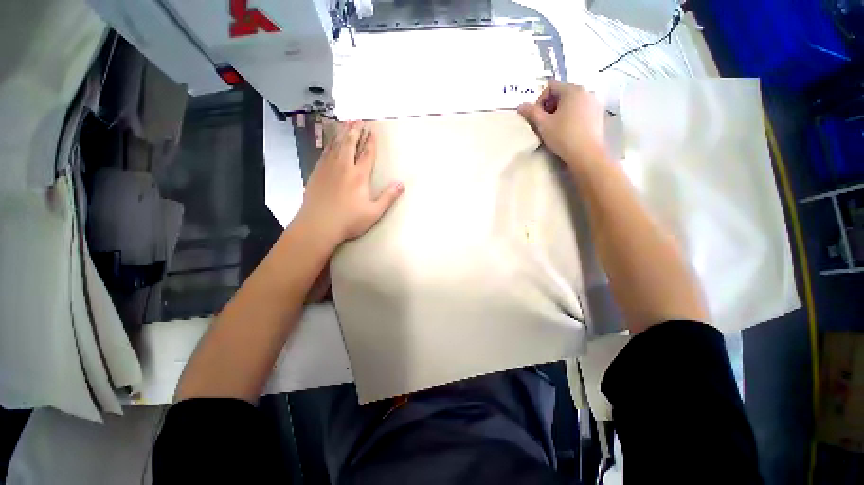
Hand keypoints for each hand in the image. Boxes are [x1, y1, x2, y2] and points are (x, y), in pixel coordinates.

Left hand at [297, 121, 403, 246]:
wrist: (318, 225)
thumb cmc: (349, 220)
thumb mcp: (374, 212)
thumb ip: (388, 197)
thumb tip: (401, 184)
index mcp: (359, 176)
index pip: (367, 155)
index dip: (371, 142)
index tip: (372, 131)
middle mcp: (343, 167)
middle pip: (350, 145)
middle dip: (355, 132)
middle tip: (358, 120)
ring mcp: (328, 169)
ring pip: (336, 146)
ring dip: (342, 134)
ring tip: (345, 124)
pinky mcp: (317, 173)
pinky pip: (324, 153)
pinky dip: (329, 145)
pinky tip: (330, 143)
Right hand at [518, 80, 605, 170]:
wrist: (586, 154)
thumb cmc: (563, 136)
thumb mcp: (543, 124)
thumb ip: (531, 112)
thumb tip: (520, 105)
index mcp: (572, 89)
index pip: (551, 86)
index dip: (540, 100)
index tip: (537, 116)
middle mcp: (586, 91)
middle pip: (562, 92)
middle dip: (550, 105)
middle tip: (544, 123)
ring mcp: (594, 102)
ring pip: (572, 101)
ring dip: (561, 111)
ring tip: (556, 127)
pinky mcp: (599, 114)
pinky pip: (581, 109)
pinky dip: (572, 116)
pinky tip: (568, 130)